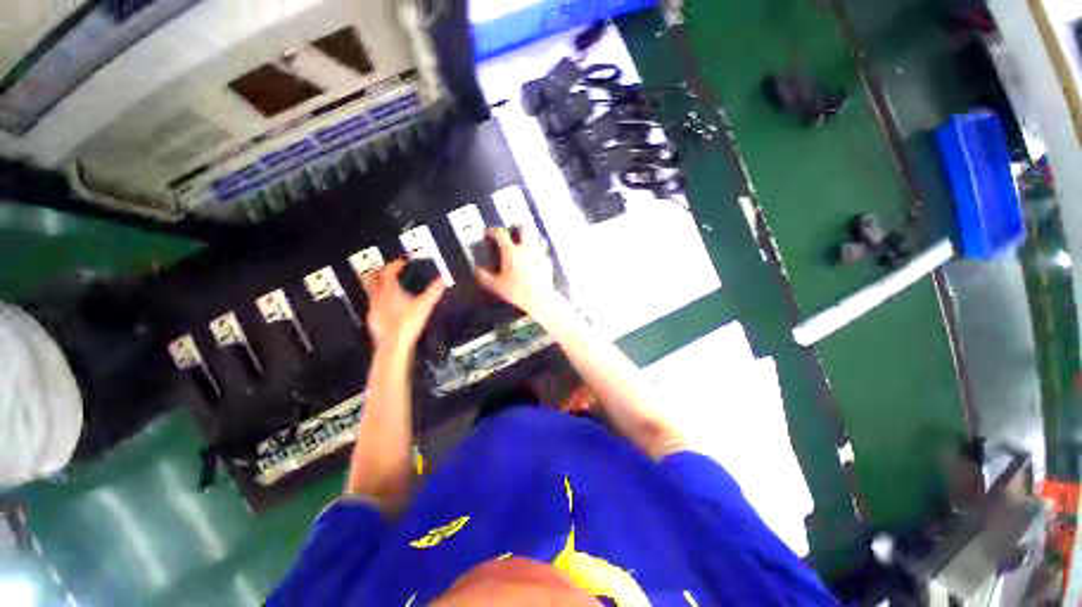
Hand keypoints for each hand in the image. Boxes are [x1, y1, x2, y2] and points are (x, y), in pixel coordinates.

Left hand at [361, 259, 445, 354]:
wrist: (393, 345)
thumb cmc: (408, 324)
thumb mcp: (425, 305)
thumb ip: (434, 291)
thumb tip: (443, 280)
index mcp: (389, 290)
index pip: (388, 271)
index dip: (394, 264)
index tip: (401, 263)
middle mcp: (378, 297)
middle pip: (372, 278)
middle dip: (380, 271)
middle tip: (389, 270)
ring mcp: (373, 308)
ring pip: (371, 291)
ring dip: (379, 286)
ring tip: (389, 287)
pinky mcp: (373, 320)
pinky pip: (374, 305)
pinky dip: (380, 301)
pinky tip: (388, 307)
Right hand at [475, 227, 557, 316]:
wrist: (540, 299)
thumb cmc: (518, 292)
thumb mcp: (495, 286)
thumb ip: (483, 276)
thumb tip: (477, 269)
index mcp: (511, 252)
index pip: (500, 233)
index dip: (492, 231)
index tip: (489, 233)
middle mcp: (526, 249)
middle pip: (522, 228)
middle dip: (515, 227)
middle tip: (510, 231)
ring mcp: (538, 253)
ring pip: (534, 237)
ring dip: (526, 237)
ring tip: (521, 243)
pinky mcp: (547, 261)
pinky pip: (540, 250)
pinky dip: (534, 250)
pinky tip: (531, 258)